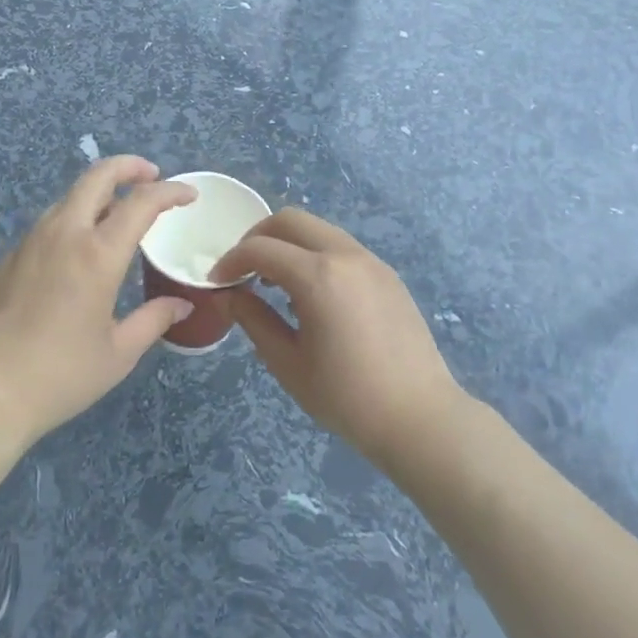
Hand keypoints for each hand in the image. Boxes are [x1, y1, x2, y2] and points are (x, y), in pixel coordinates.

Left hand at [0, 156, 195, 447]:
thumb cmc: (60, 375)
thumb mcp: (118, 353)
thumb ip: (153, 320)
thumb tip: (181, 305)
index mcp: (97, 254)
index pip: (141, 202)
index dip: (170, 191)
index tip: (189, 195)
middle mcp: (64, 234)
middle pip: (98, 176)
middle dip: (129, 167)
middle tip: (152, 176)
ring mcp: (30, 241)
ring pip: (70, 197)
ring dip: (99, 193)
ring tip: (118, 213)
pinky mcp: (8, 257)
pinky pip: (48, 224)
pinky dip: (73, 220)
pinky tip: (77, 251)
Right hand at [216, 209, 463, 469]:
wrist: (420, 417)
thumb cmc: (346, 397)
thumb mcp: (288, 363)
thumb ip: (253, 320)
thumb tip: (228, 296)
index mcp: (318, 276)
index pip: (261, 248)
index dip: (231, 260)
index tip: (217, 282)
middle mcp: (345, 255)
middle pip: (290, 220)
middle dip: (258, 237)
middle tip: (242, 270)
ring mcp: (371, 261)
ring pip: (318, 229)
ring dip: (289, 243)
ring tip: (274, 283)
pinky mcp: (387, 274)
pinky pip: (341, 247)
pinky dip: (315, 254)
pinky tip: (311, 294)